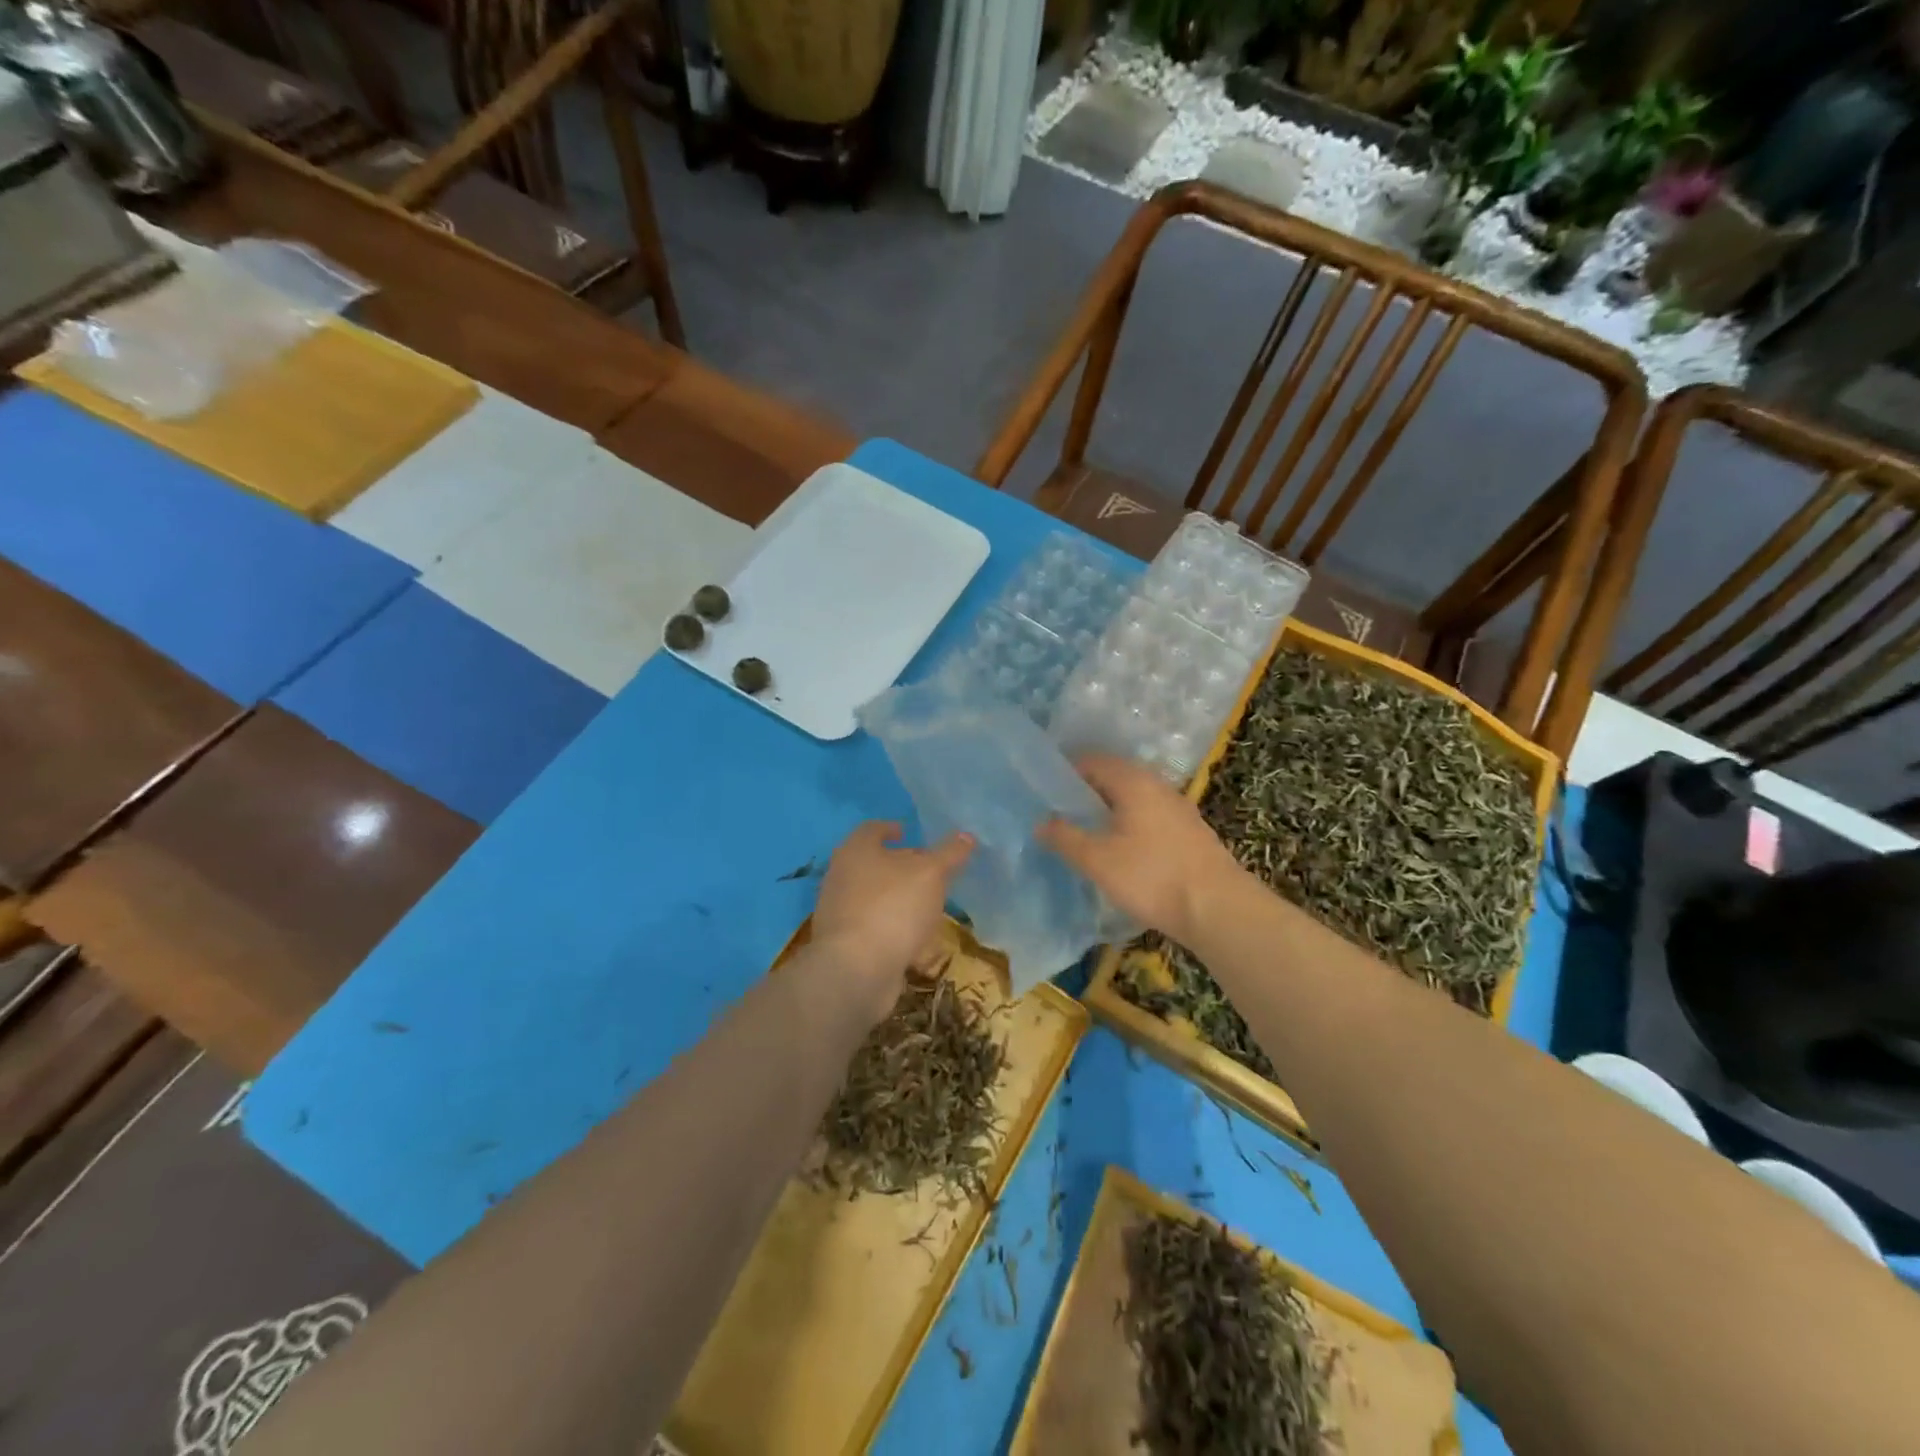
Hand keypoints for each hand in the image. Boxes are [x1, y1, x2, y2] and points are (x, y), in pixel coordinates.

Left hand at [812, 822, 973, 1012]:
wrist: (856, 970)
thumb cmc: (893, 908)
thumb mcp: (931, 874)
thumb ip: (949, 854)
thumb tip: (966, 835)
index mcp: (856, 851)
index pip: (872, 829)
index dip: (891, 828)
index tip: (907, 833)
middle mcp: (841, 876)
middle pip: (872, 864)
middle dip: (900, 867)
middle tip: (928, 872)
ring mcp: (839, 912)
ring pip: (874, 898)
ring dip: (899, 900)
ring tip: (927, 907)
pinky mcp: (844, 945)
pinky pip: (873, 929)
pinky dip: (893, 930)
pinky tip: (916, 943)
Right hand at [1038, 755, 1243, 944]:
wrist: (1219, 909)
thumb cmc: (1152, 877)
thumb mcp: (1098, 860)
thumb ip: (1065, 838)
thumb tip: (1040, 822)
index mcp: (1133, 781)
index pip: (1091, 761)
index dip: (1064, 774)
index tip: (1043, 795)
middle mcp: (1157, 785)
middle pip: (1113, 778)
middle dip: (1085, 794)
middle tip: (1058, 816)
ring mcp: (1177, 808)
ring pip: (1132, 799)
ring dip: (1108, 811)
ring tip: (1084, 834)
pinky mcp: (1189, 832)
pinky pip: (1148, 816)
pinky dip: (1128, 825)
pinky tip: (1119, 850)